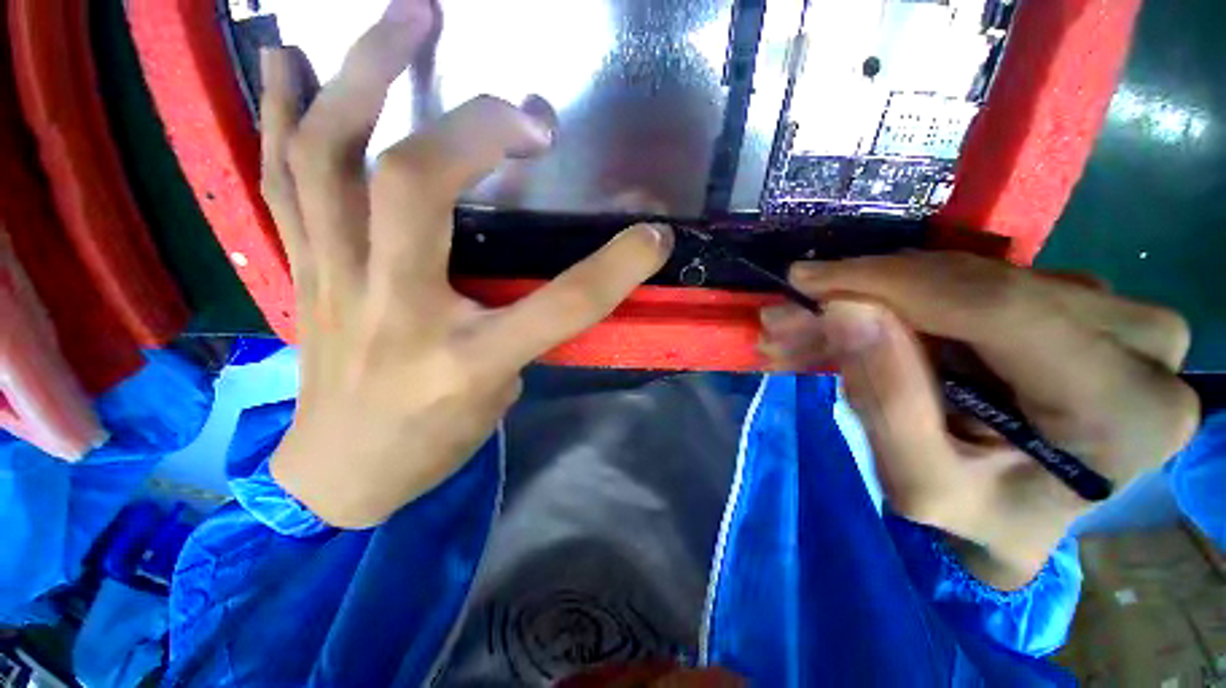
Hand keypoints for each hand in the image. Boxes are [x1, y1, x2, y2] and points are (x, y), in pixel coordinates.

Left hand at [259, 1, 671, 528]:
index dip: (617, 268)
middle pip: (417, 190)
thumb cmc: (430, 444)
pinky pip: (281, 177)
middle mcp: (397, 312)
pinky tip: (290, 57)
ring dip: (367, 76)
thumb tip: (529, 278)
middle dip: (473, 127)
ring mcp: (334, 284)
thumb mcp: (497, 399)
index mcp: (466, 361)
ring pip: (331, 159)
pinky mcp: (301, 272)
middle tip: (519, 98)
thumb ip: (519, 332)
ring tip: (406, 18)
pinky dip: (284, 109)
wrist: (339, 474)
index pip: (561, 305)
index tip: (654, 236)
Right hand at [760, 252, 1198, 587]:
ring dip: (870, 301)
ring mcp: (1112, 312)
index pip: (997, 307)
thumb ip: (887, 403)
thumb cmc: (983, 520)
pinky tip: (846, 322)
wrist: (1027, 517)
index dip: (888, 283)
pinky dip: (898, 303)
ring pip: (962, 279)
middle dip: (862, 296)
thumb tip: (842, 310)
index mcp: (1124, 406)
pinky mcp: (1073, 303)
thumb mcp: (924, 485)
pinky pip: (969, 285)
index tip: (805, 283)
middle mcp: (1140, 341)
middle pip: (974, 286)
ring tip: (803, 327)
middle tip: (788, 315)